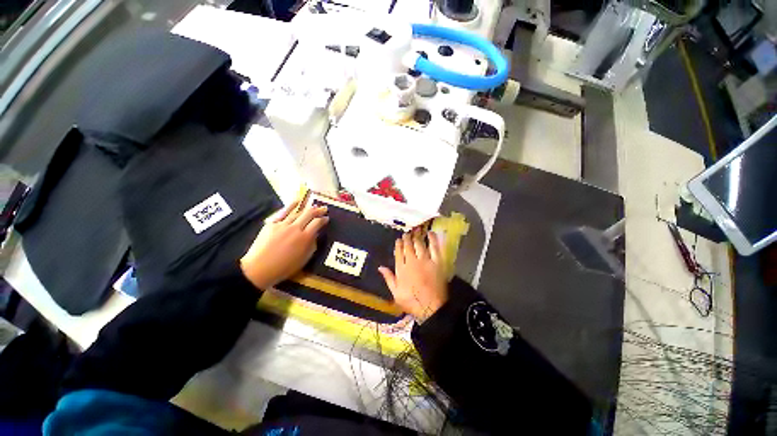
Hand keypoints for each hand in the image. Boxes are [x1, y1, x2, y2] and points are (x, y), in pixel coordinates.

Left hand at [240, 201, 328, 288]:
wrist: (259, 269)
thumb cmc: (284, 267)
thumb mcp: (303, 259)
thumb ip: (312, 245)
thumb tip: (315, 235)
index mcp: (305, 238)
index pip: (317, 223)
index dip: (323, 219)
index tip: (326, 218)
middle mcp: (295, 228)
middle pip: (309, 214)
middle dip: (318, 210)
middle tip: (324, 208)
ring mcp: (283, 224)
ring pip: (297, 212)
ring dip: (307, 208)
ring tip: (314, 205)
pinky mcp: (272, 223)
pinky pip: (283, 212)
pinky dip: (291, 206)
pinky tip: (297, 201)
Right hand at [379, 230, 447, 322]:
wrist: (431, 307)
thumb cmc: (412, 302)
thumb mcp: (396, 293)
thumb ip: (388, 278)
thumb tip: (380, 267)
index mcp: (401, 269)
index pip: (399, 252)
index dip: (398, 245)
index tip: (398, 240)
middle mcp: (412, 261)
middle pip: (408, 246)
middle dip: (407, 239)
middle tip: (407, 234)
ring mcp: (425, 260)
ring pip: (419, 245)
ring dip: (417, 237)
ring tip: (416, 232)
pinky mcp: (436, 262)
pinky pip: (434, 248)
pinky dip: (432, 239)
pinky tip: (430, 233)